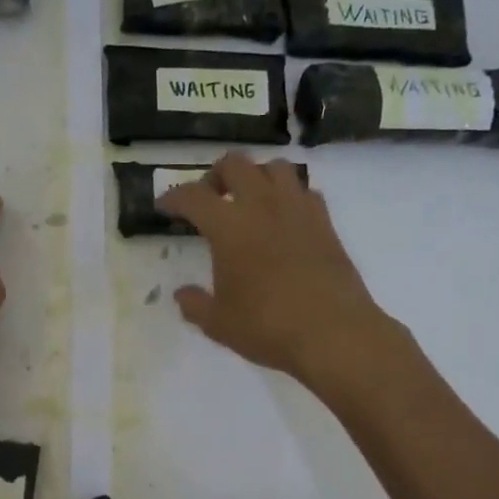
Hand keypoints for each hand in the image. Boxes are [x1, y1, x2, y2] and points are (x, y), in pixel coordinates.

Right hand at [158, 154, 399, 385]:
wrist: (333, 333)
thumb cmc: (267, 327)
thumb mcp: (218, 323)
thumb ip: (195, 304)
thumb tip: (182, 294)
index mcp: (228, 226)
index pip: (193, 196)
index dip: (174, 198)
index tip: (165, 206)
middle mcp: (262, 205)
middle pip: (235, 164)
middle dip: (215, 176)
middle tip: (209, 199)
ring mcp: (298, 209)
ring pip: (275, 166)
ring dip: (256, 176)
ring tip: (249, 201)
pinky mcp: (325, 222)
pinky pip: (304, 191)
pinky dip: (288, 196)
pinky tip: (283, 220)